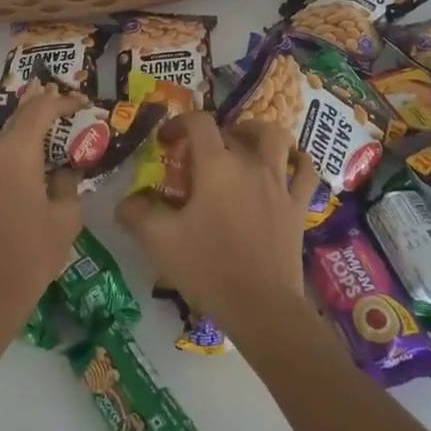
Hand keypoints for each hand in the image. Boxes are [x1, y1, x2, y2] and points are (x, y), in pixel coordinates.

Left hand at [0, 83, 84, 347]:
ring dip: (4, 171)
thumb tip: (64, 172)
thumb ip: (68, 185)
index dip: (60, 101)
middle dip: (32, 145)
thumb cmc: (30, 256)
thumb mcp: (65, 221)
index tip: (76, 102)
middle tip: (50, 162)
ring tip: (17, 201)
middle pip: (11, 138)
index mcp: (14, 153)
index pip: (38, 110)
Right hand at [117, 112, 318, 338]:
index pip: (199, 123)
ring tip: (243, 143)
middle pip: (233, 131)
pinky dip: (297, 161)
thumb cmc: (207, 267)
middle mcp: (250, 165)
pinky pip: (305, 172)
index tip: (165, 141)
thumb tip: (124, 203)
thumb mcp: (159, 241)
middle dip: (211, 135)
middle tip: (196, 155)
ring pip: (276, 140)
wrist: (261, 307)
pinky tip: (288, 164)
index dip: (179, 123)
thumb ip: (137, 214)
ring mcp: (279, 184)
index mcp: (216, 166)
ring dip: (257, 133)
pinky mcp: (297, 207)